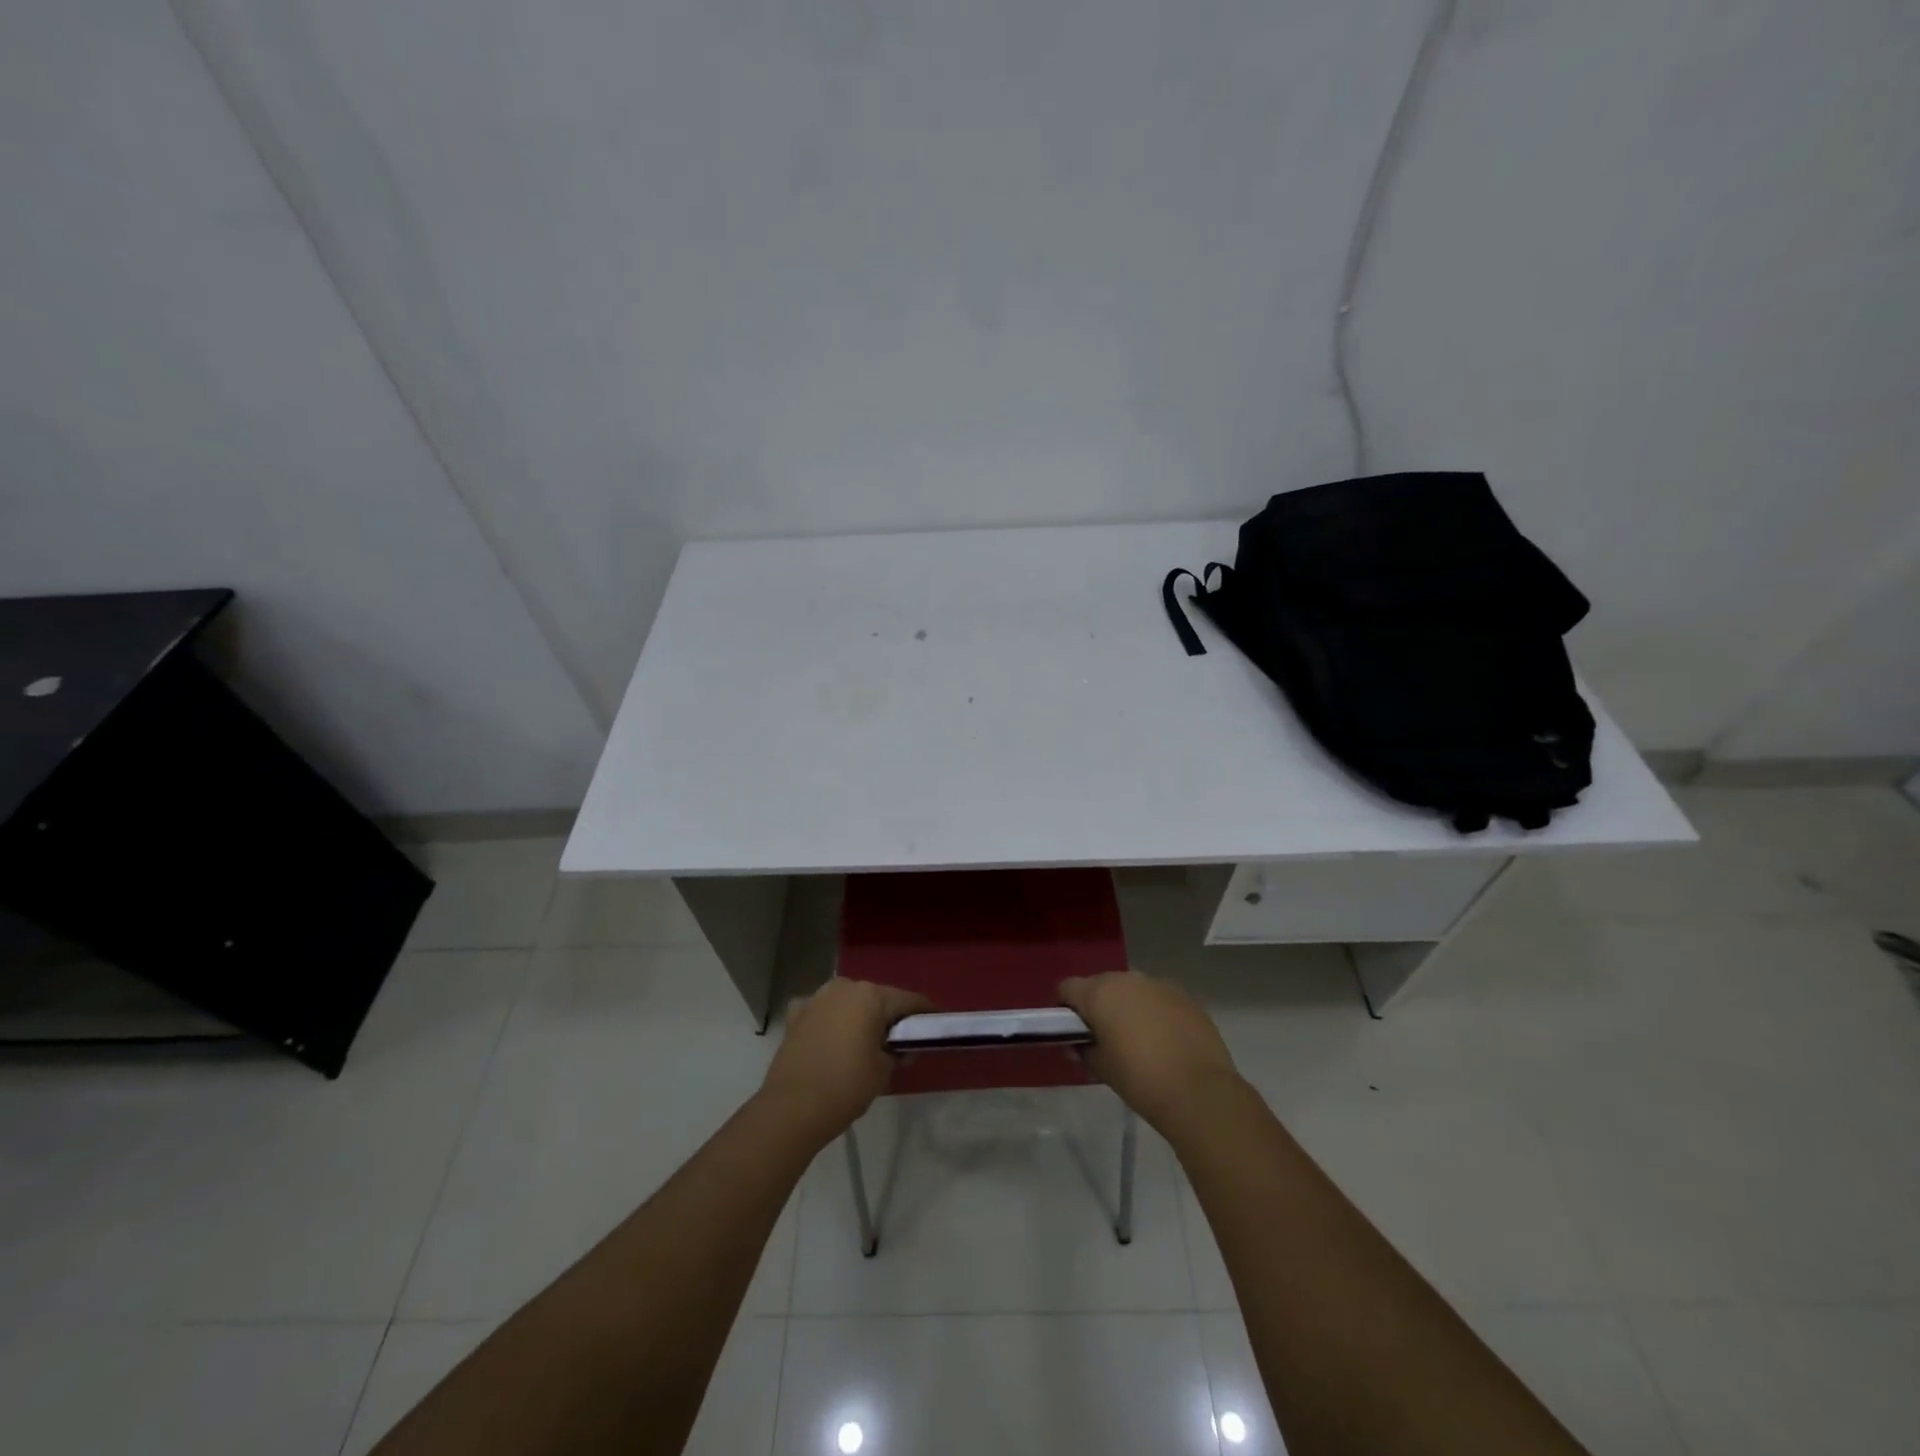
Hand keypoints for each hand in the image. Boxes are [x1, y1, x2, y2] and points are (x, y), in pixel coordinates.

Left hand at [757, 979, 930, 1147]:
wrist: (792, 1109)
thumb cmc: (846, 1086)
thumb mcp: (883, 1071)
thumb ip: (896, 1052)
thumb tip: (900, 1047)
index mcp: (870, 996)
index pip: (908, 1000)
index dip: (924, 1012)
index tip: (935, 1022)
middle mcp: (844, 987)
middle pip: (876, 997)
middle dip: (888, 1014)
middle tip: (899, 1037)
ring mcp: (816, 998)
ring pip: (847, 1002)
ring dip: (858, 1016)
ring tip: (865, 1040)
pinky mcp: (796, 1014)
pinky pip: (822, 1012)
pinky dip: (831, 1021)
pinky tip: (833, 1040)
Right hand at [1059, 970, 1243, 1135]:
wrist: (1199, 1091)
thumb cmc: (1139, 1079)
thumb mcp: (1101, 1069)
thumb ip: (1084, 1051)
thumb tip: (1079, 1045)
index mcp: (1099, 993)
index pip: (1068, 987)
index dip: (1065, 1007)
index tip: (1071, 1030)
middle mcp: (1127, 979)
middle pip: (1101, 985)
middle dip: (1098, 1006)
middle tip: (1103, 1037)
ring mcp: (1158, 985)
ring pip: (1132, 990)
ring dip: (1128, 1007)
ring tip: (1136, 1040)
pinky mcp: (1185, 997)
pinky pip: (1158, 999)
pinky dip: (1154, 1013)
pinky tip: (1163, 1041)